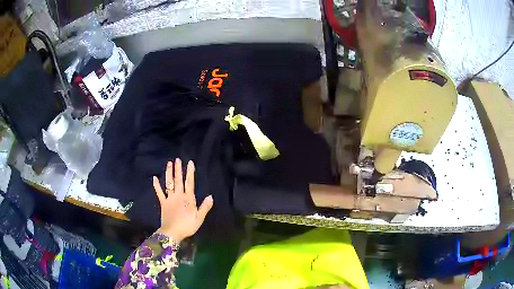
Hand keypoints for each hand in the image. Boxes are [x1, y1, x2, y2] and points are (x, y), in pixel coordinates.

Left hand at [153, 158, 212, 242]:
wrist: (172, 232)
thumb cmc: (187, 226)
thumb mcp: (199, 218)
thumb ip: (204, 207)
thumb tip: (210, 196)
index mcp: (188, 199)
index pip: (189, 183)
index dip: (190, 172)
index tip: (190, 162)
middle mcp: (178, 196)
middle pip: (178, 180)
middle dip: (178, 169)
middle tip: (177, 159)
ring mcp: (169, 198)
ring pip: (169, 183)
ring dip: (169, 173)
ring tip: (169, 163)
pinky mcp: (163, 203)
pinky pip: (159, 192)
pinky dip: (156, 185)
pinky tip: (154, 178)